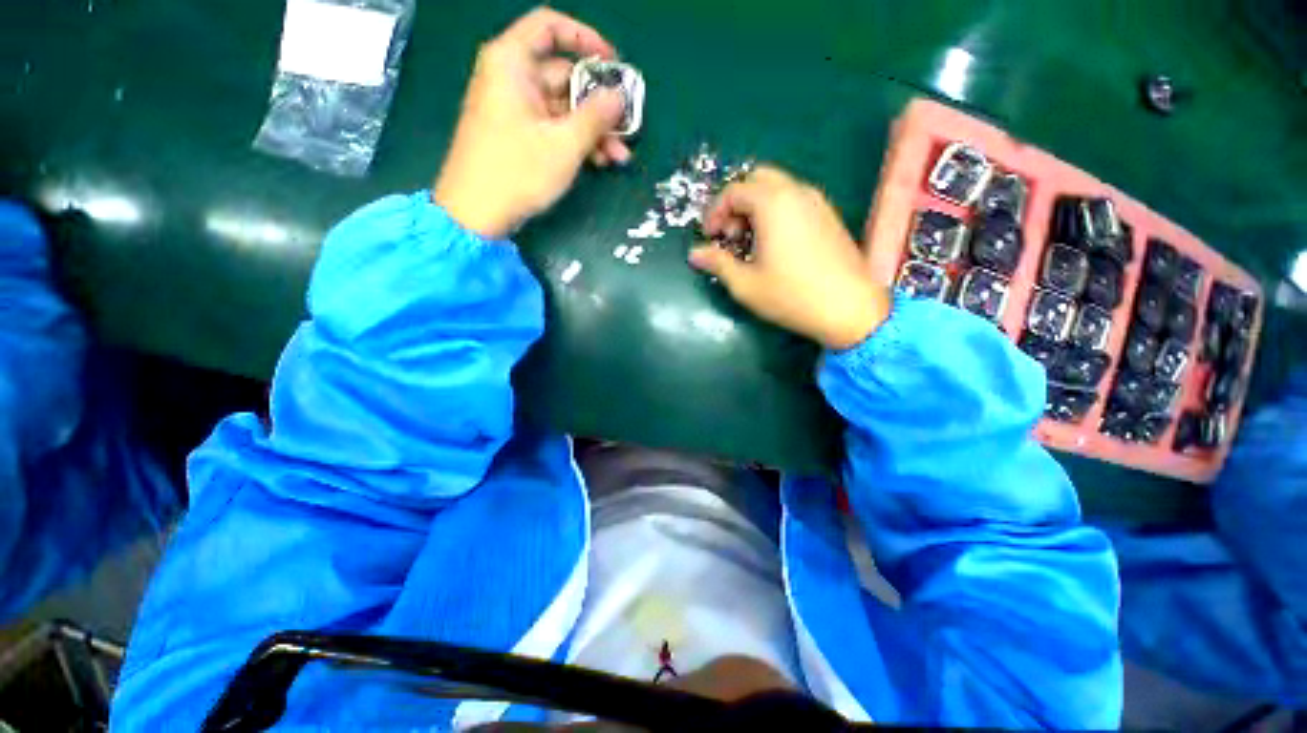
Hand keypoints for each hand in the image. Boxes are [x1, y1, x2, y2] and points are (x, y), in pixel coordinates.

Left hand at [433, 8, 631, 238]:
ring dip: (593, 130)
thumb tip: (619, 98)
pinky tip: (600, 162)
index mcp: (512, 62)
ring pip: (562, 108)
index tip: (613, 63)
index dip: (585, 38)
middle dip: (598, 103)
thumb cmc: (517, 171)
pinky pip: (552, 127)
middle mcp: (511, 78)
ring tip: (619, 156)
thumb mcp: (564, 144)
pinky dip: (575, 141)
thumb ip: (595, 117)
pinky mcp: (517, 135)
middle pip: (563, 75)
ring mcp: (514, 109)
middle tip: (627, 125)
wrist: (475, 213)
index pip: (550, 27)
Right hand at [689, 167, 890, 349]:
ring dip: (755, 207)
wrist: (850, 308)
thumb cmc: (791, 295)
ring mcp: (816, 202)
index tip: (709, 237)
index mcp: (772, 203)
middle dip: (735, 203)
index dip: (714, 212)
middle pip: (756, 179)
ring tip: (749, 242)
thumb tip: (694, 253)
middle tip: (729, 235)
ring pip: (777, 188)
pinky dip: (775, 211)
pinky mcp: (828, 215)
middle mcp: (796, 192)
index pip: (734, 190)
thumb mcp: (745, 283)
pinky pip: (794, 200)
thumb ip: (717, 262)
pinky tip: (773, 244)